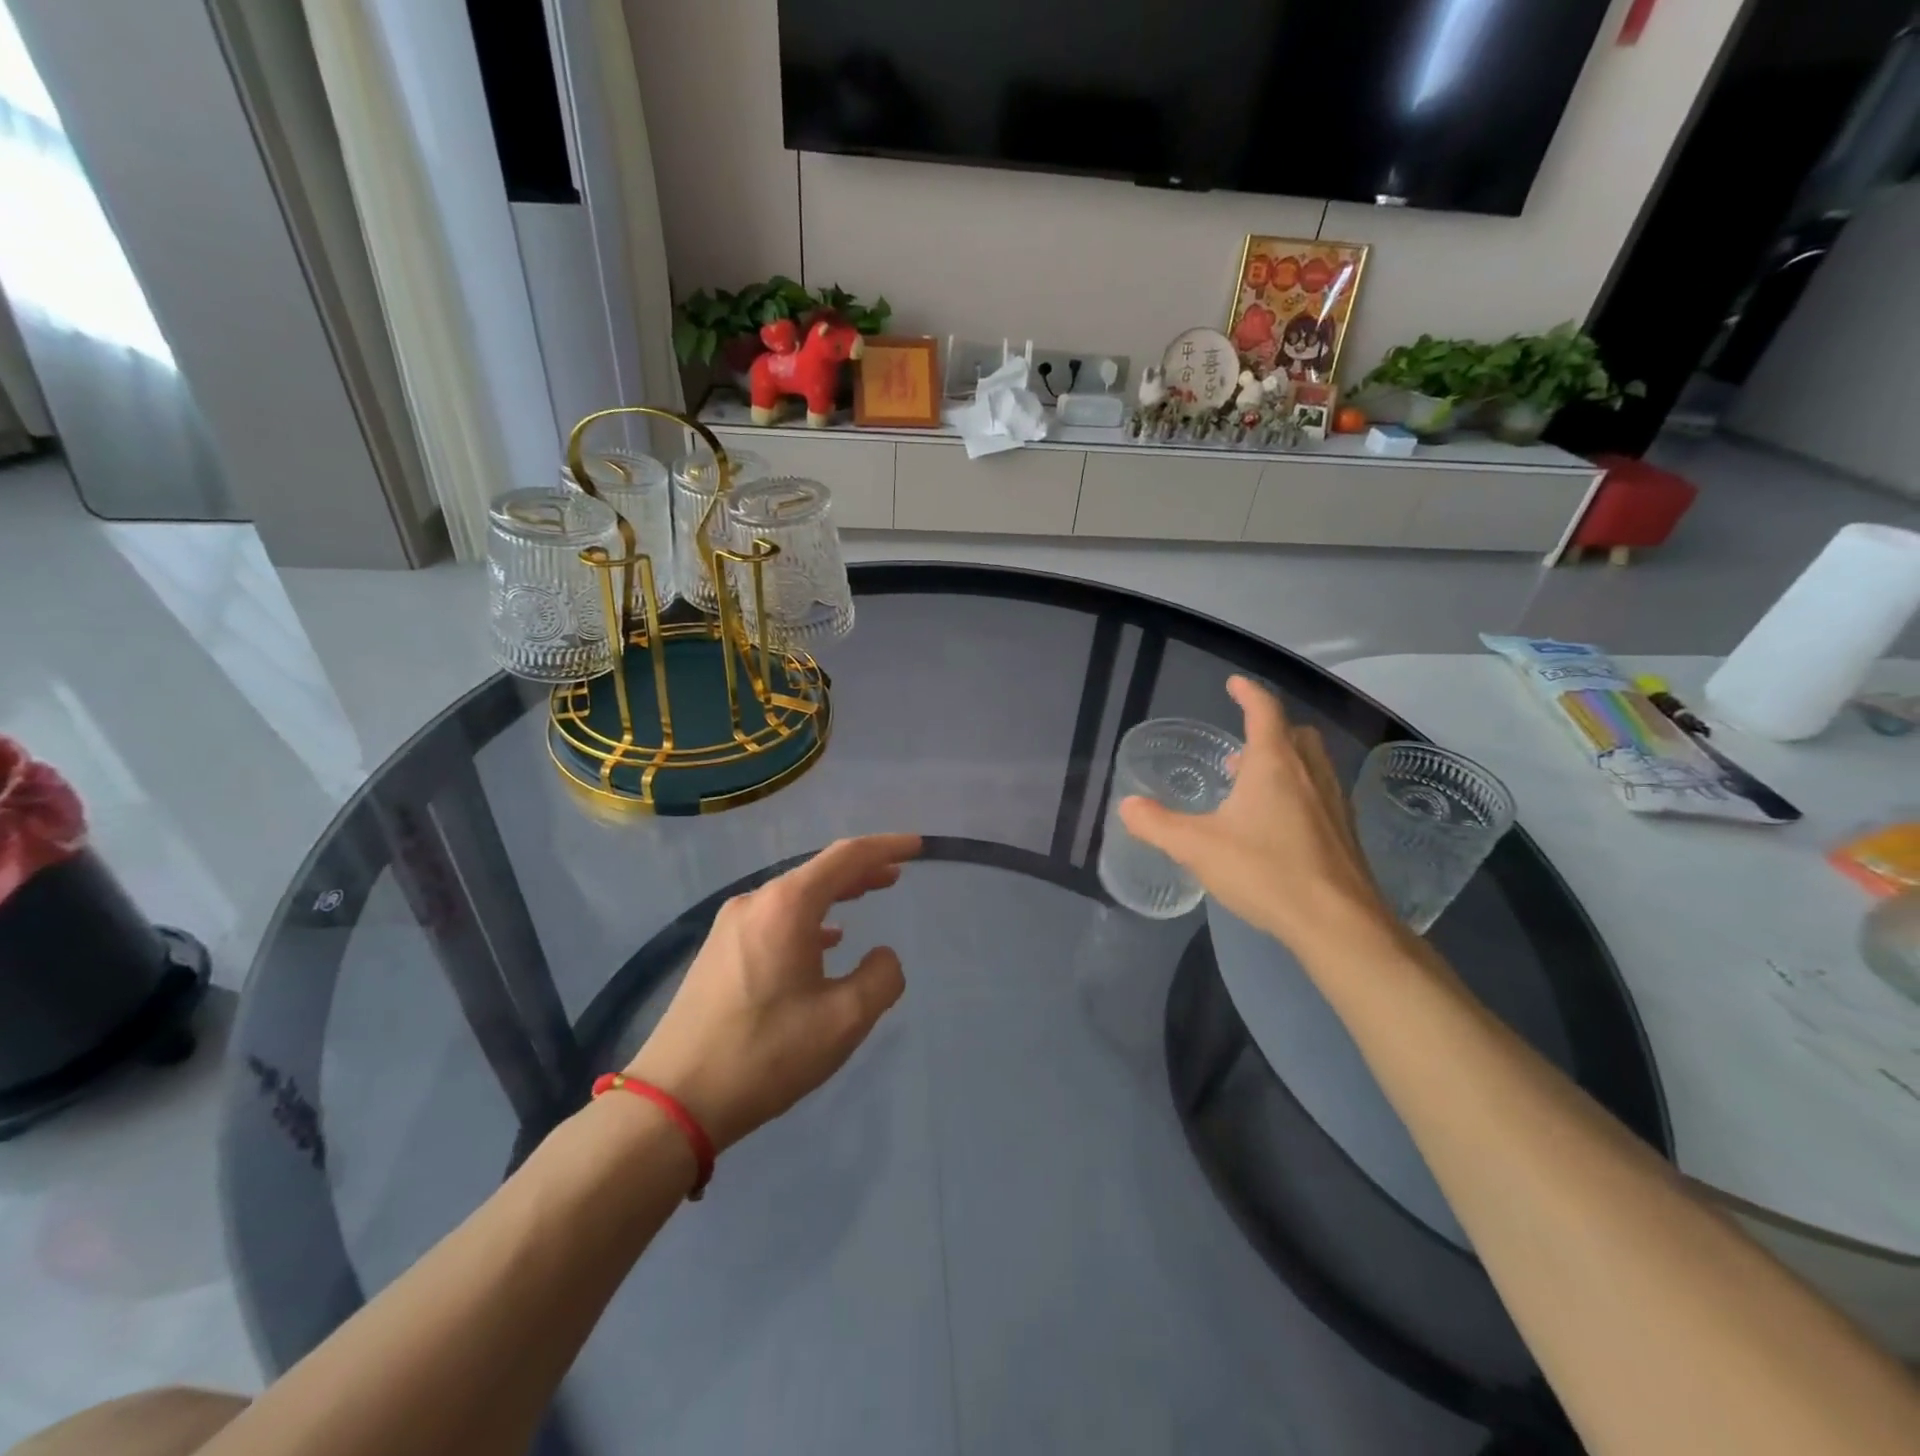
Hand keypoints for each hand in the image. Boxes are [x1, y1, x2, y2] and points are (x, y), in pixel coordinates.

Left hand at [623, 834, 920, 1150]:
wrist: (675, 1099)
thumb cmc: (766, 1053)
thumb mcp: (843, 1020)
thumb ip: (881, 978)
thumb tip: (883, 956)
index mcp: (787, 905)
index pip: (846, 857)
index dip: (885, 847)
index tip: (916, 846)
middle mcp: (756, 902)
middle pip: (819, 871)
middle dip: (861, 869)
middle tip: (896, 874)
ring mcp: (731, 925)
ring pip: (796, 895)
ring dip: (835, 893)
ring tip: (867, 896)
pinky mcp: (719, 950)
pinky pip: (775, 917)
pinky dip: (809, 918)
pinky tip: (824, 940)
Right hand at [1118, 677, 1394, 955]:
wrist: (1337, 923)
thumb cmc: (1265, 871)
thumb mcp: (1196, 847)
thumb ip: (1157, 824)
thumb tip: (1127, 806)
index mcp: (1274, 763)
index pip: (1264, 710)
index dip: (1248, 692)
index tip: (1234, 684)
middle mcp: (1309, 773)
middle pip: (1295, 733)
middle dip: (1269, 730)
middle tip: (1240, 749)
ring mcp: (1333, 802)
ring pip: (1312, 763)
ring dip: (1285, 761)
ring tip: (1253, 786)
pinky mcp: (1344, 832)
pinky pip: (1320, 793)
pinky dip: (1298, 791)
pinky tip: (1278, 825)